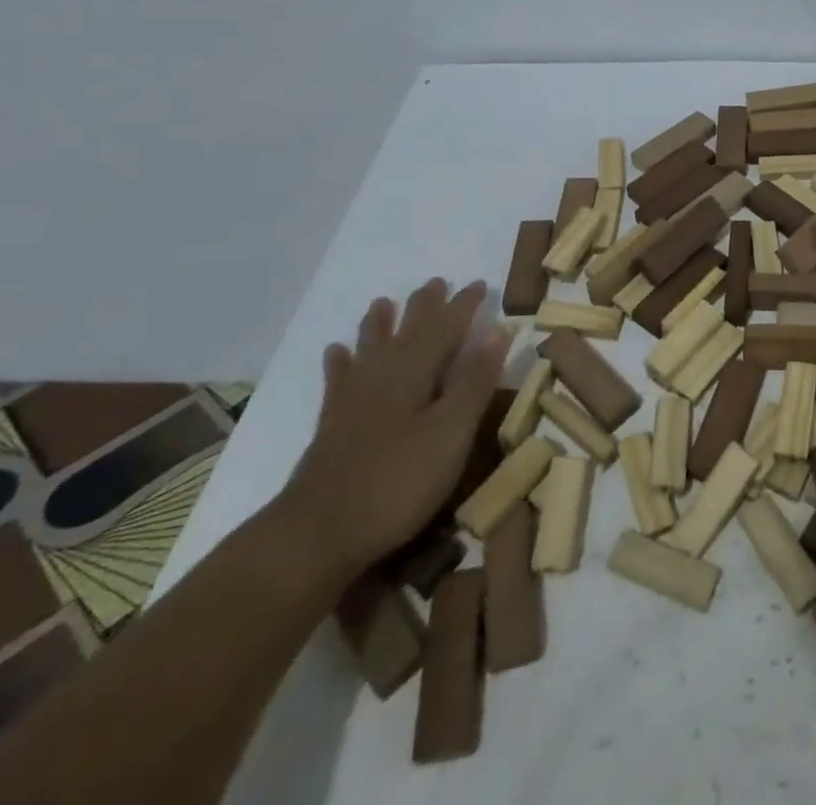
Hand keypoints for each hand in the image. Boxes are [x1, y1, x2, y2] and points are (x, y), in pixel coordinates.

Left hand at [278, 279, 508, 584]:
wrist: (317, 534)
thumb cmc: (397, 482)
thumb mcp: (451, 433)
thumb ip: (474, 381)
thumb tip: (498, 329)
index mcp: (415, 371)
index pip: (446, 327)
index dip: (464, 305)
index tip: (481, 284)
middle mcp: (382, 374)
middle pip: (407, 330)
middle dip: (424, 306)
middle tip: (436, 283)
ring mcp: (353, 399)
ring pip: (370, 348)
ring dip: (380, 324)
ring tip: (382, 303)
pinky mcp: (333, 425)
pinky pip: (338, 380)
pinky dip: (340, 362)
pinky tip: (336, 353)